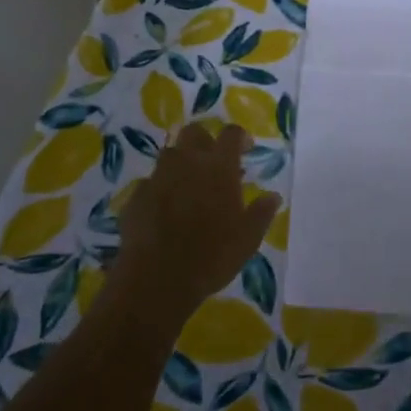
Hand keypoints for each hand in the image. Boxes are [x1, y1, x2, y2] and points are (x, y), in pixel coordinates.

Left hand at [110, 122, 279, 323]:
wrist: (156, 278)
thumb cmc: (211, 256)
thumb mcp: (247, 239)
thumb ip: (261, 213)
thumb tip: (273, 196)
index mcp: (219, 167)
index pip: (231, 134)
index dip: (239, 137)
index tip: (245, 148)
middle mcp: (187, 162)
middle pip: (194, 132)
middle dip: (205, 140)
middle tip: (213, 163)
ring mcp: (158, 176)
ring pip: (170, 154)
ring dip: (181, 163)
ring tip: (189, 186)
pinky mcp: (136, 195)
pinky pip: (151, 182)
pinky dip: (160, 189)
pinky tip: (164, 210)